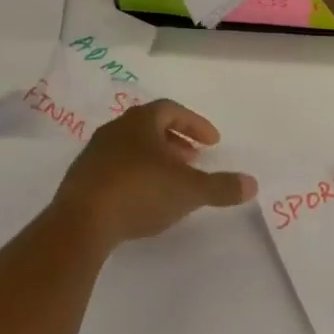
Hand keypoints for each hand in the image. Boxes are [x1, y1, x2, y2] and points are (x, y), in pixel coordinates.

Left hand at [51, 101, 255, 251]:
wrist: (80, 223)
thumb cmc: (139, 192)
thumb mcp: (189, 190)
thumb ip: (220, 187)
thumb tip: (252, 183)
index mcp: (140, 122)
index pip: (172, 110)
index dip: (195, 124)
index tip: (213, 143)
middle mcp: (115, 129)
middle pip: (150, 127)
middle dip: (176, 141)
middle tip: (194, 159)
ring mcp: (94, 154)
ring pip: (132, 148)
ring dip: (155, 159)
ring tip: (170, 181)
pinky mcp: (81, 179)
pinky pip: (115, 168)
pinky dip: (135, 175)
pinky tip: (142, 198)